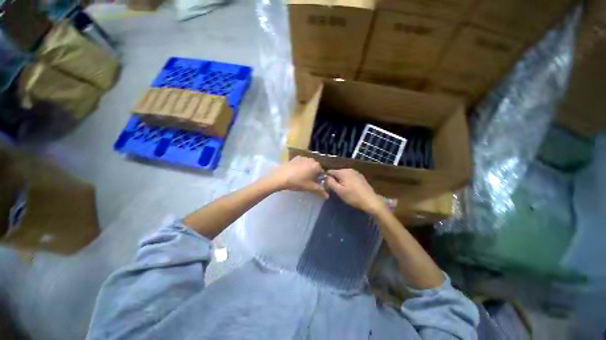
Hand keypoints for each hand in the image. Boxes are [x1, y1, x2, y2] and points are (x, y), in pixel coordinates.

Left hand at [268, 156, 327, 197]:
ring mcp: (303, 157)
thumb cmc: (298, 182)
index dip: (320, 179)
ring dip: (308, 170)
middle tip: (309, 182)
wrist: (281, 177)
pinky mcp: (295, 158)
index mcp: (317, 166)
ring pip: (308, 165)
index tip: (315, 184)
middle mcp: (311, 159)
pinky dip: (301, 167)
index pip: (322, 173)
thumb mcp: (310, 187)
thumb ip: (320, 190)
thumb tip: (328, 196)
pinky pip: (302, 163)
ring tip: (302, 177)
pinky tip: (296, 173)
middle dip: (314, 174)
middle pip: (316, 168)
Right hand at [326, 169, 384, 213]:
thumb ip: (330, 182)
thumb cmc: (353, 196)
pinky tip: (349, 188)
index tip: (327, 186)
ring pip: (343, 175)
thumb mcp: (339, 191)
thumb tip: (325, 177)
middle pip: (337, 173)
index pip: (330, 171)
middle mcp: (349, 169)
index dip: (326, 178)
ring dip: (340, 181)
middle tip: (334, 189)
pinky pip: (350, 177)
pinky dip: (347, 181)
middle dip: (334, 179)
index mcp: (342, 172)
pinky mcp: (360, 176)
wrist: (371, 201)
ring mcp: (356, 172)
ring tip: (342, 190)